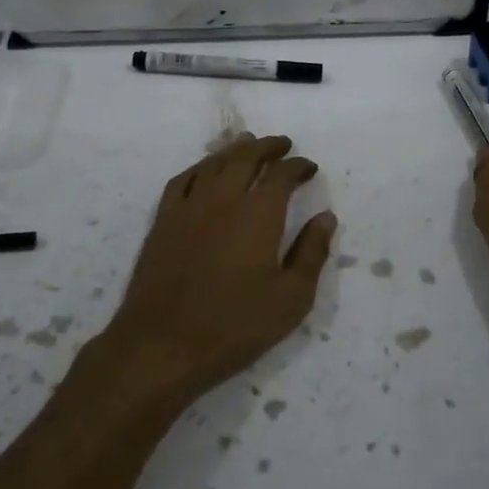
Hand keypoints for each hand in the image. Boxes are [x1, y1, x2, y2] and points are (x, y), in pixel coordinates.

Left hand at [104, 134, 335, 407]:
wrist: (162, 345)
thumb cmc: (235, 326)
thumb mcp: (291, 298)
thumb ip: (311, 253)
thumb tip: (326, 217)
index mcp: (258, 214)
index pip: (282, 174)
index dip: (298, 166)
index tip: (309, 167)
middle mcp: (223, 199)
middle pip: (246, 157)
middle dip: (267, 147)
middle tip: (282, 144)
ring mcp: (188, 207)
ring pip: (213, 163)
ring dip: (234, 150)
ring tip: (247, 144)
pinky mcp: (163, 222)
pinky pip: (182, 180)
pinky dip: (200, 168)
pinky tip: (205, 171)